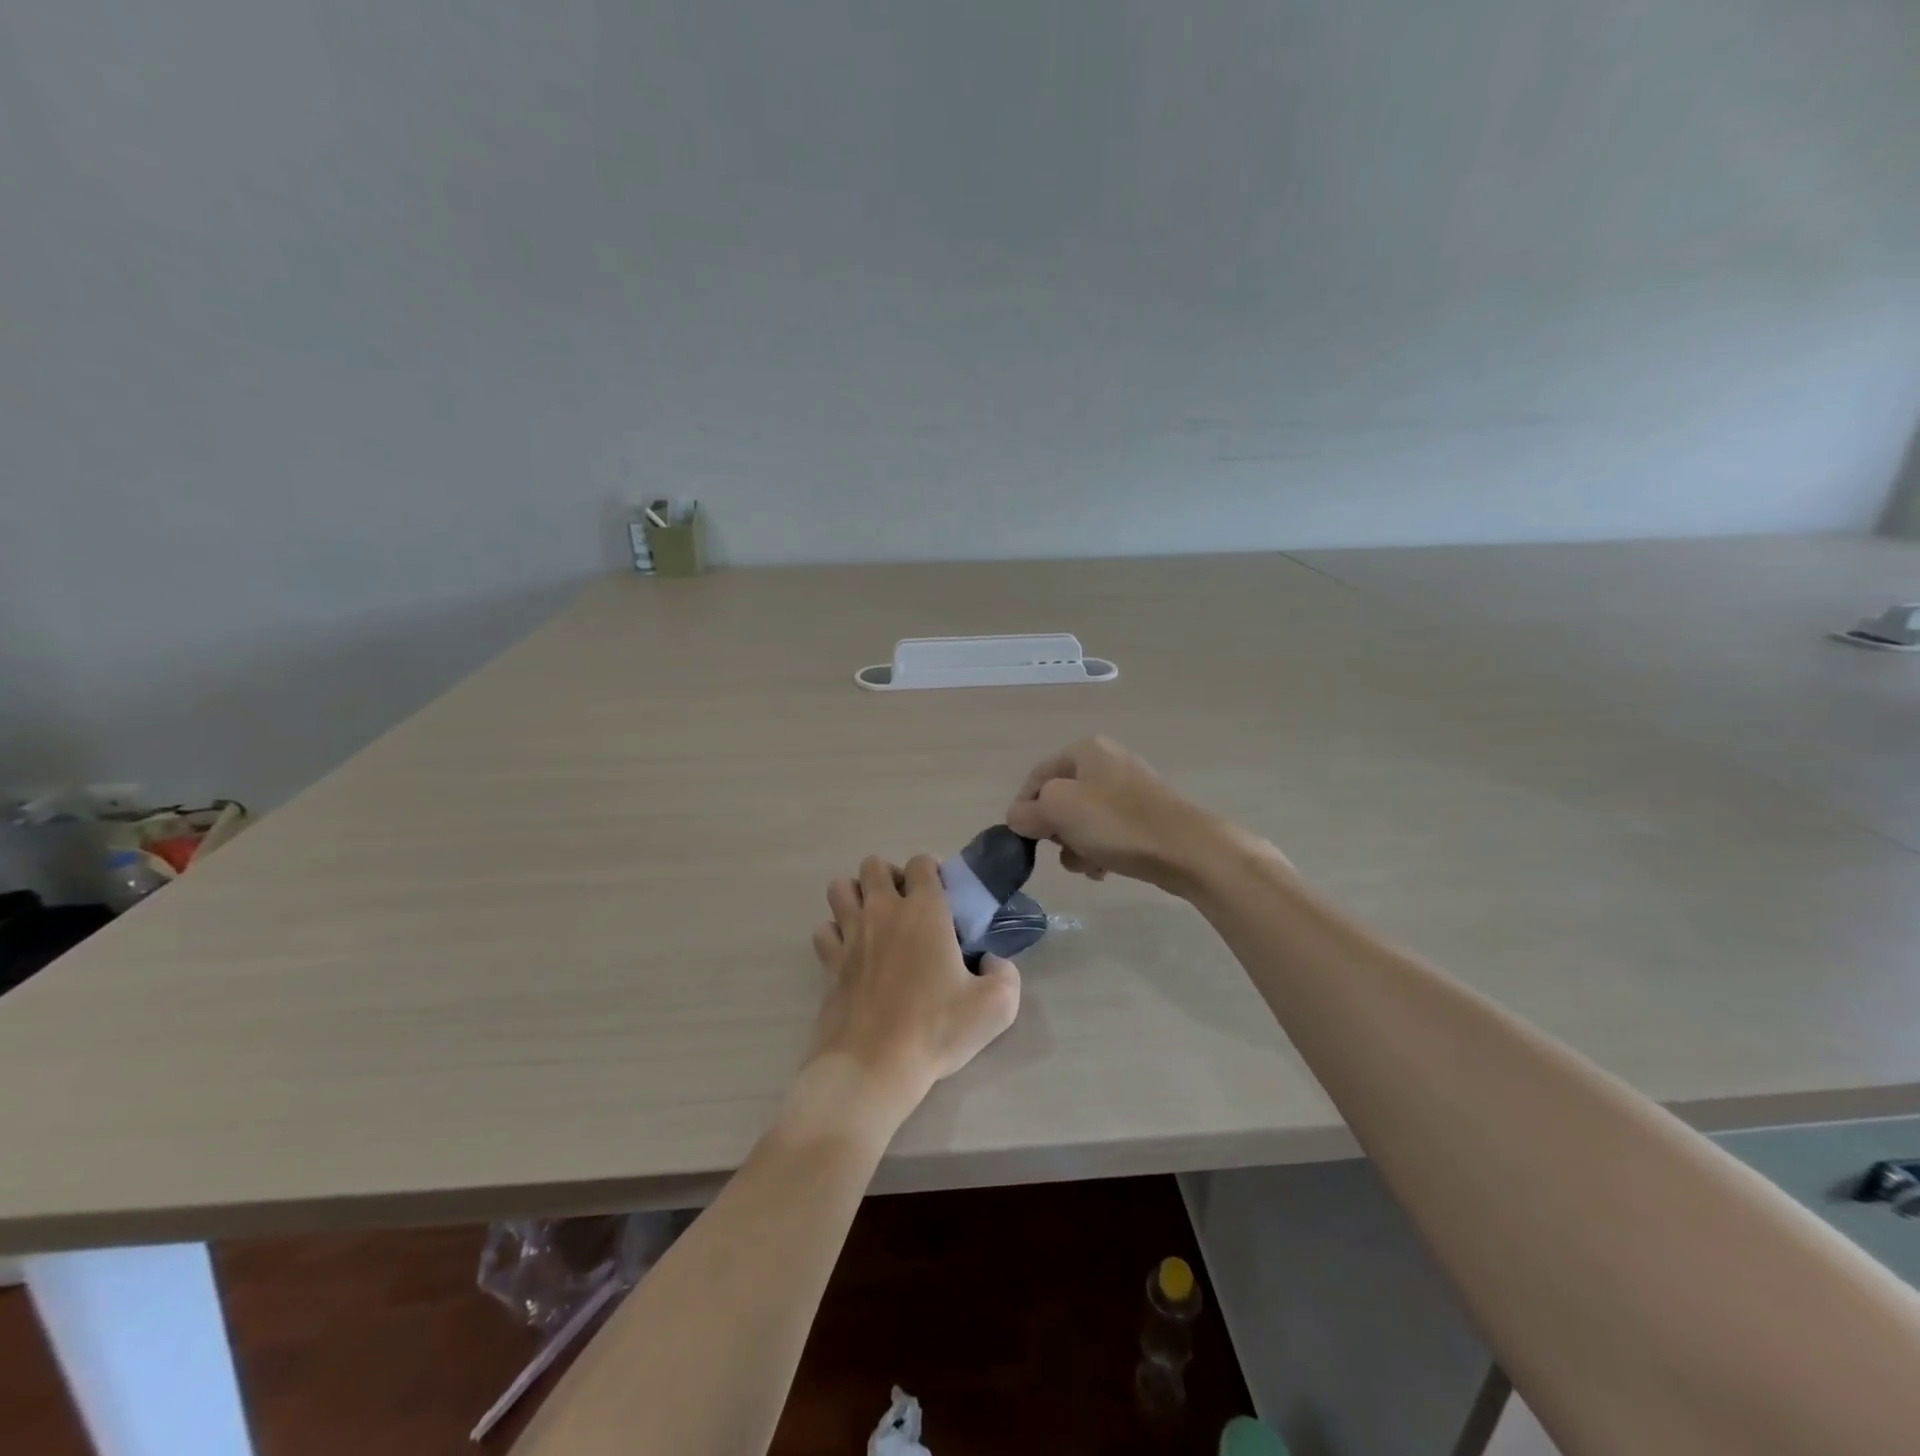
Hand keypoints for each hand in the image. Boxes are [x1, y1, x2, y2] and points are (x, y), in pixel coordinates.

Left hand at [808, 854, 1020, 1111]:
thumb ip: (1006, 975)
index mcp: (925, 911)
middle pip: (874, 865)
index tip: (943, 898)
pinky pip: (824, 929)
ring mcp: (850, 934)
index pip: (921, 863)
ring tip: (875, 921)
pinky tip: (851, 952)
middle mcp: (883, 911)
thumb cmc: (935, 1030)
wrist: (873, 1066)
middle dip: (890, 876)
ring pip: (840, 887)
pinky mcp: (828, 961)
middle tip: (907, 908)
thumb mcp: (996, 1007)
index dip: (932, 872)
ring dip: (856, 895)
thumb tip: (993, 962)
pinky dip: (835, 933)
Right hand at [1005, 735, 1249, 894]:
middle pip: (1060, 800)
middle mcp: (1107, 762)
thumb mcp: (1058, 810)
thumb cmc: (1117, 823)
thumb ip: (1027, 811)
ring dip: (1077, 846)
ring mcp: (1130, 789)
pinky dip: (1100, 850)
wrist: (1186, 849)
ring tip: (1088, 864)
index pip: (1036, 778)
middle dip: (1056, 831)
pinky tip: (1105, 869)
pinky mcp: (1146, 815)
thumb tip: (1019, 817)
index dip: (1024, 809)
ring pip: (1083, 821)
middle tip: (1064, 850)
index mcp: (1085, 750)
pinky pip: (1108, 832)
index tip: (1025, 840)